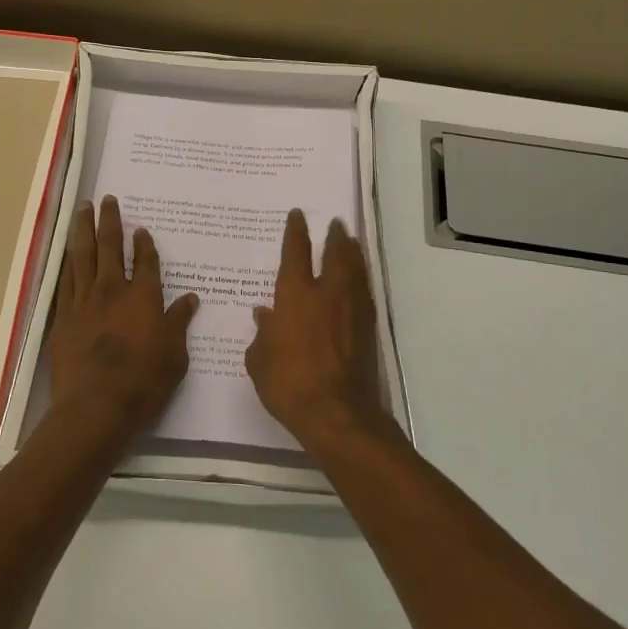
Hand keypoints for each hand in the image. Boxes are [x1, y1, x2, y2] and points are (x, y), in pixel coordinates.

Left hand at [46, 197, 199, 443]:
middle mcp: (113, 290)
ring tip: (83, 210)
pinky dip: (68, 261)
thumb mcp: (175, 356)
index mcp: (144, 297)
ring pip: (82, 255)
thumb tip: (191, 299)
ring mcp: (84, 300)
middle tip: (107, 200)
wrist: (95, 406)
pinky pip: (66, 279)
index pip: (146, 261)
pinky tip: (68, 251)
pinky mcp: (63, 316)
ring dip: (83, 229)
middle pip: (110, 246)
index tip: (141, 229)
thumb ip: (179, 323)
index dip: (144, 244)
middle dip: (110, 220)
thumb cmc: (144, 383)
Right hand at [245, 210, 389, 449]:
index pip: (296, 252)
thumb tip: (263, 314)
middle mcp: (327, 293)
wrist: (337, 412)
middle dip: (334, 236)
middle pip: (335, 254)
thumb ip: (262, 333)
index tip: (298, 215)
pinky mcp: (368, 329)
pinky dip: (361, 280)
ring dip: (353, 253)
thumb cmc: (288, 383)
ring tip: (351, 242)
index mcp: (295, 295)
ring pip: (355, 270)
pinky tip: (359, 282)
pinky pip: (364, 293)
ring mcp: (352, 310)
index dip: (296, 231)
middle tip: (336, 223)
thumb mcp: (259, 359)